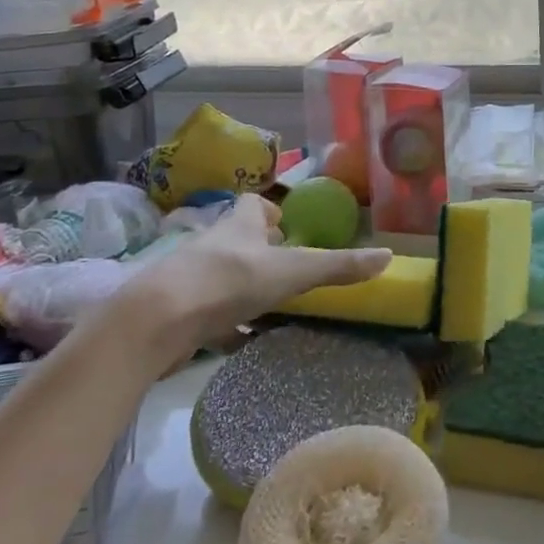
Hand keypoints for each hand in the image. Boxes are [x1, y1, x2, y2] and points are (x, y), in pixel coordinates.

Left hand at [113, 195, 391, 367]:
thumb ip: (338, 266)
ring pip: (220, 275)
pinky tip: (237, 339)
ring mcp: (189, 278)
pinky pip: (204, 313)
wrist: (154, 322)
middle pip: (237, 239)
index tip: (287, 228)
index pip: (254, 204)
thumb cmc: (228, 282)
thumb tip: (389, 256)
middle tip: (285, 268)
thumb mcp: (293, 272)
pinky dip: (222, 322)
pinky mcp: (174, 312)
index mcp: (238, 224)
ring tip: (268, 305)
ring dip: (240, 285)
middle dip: (259, 250)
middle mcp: (212, 244)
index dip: (271, 212)